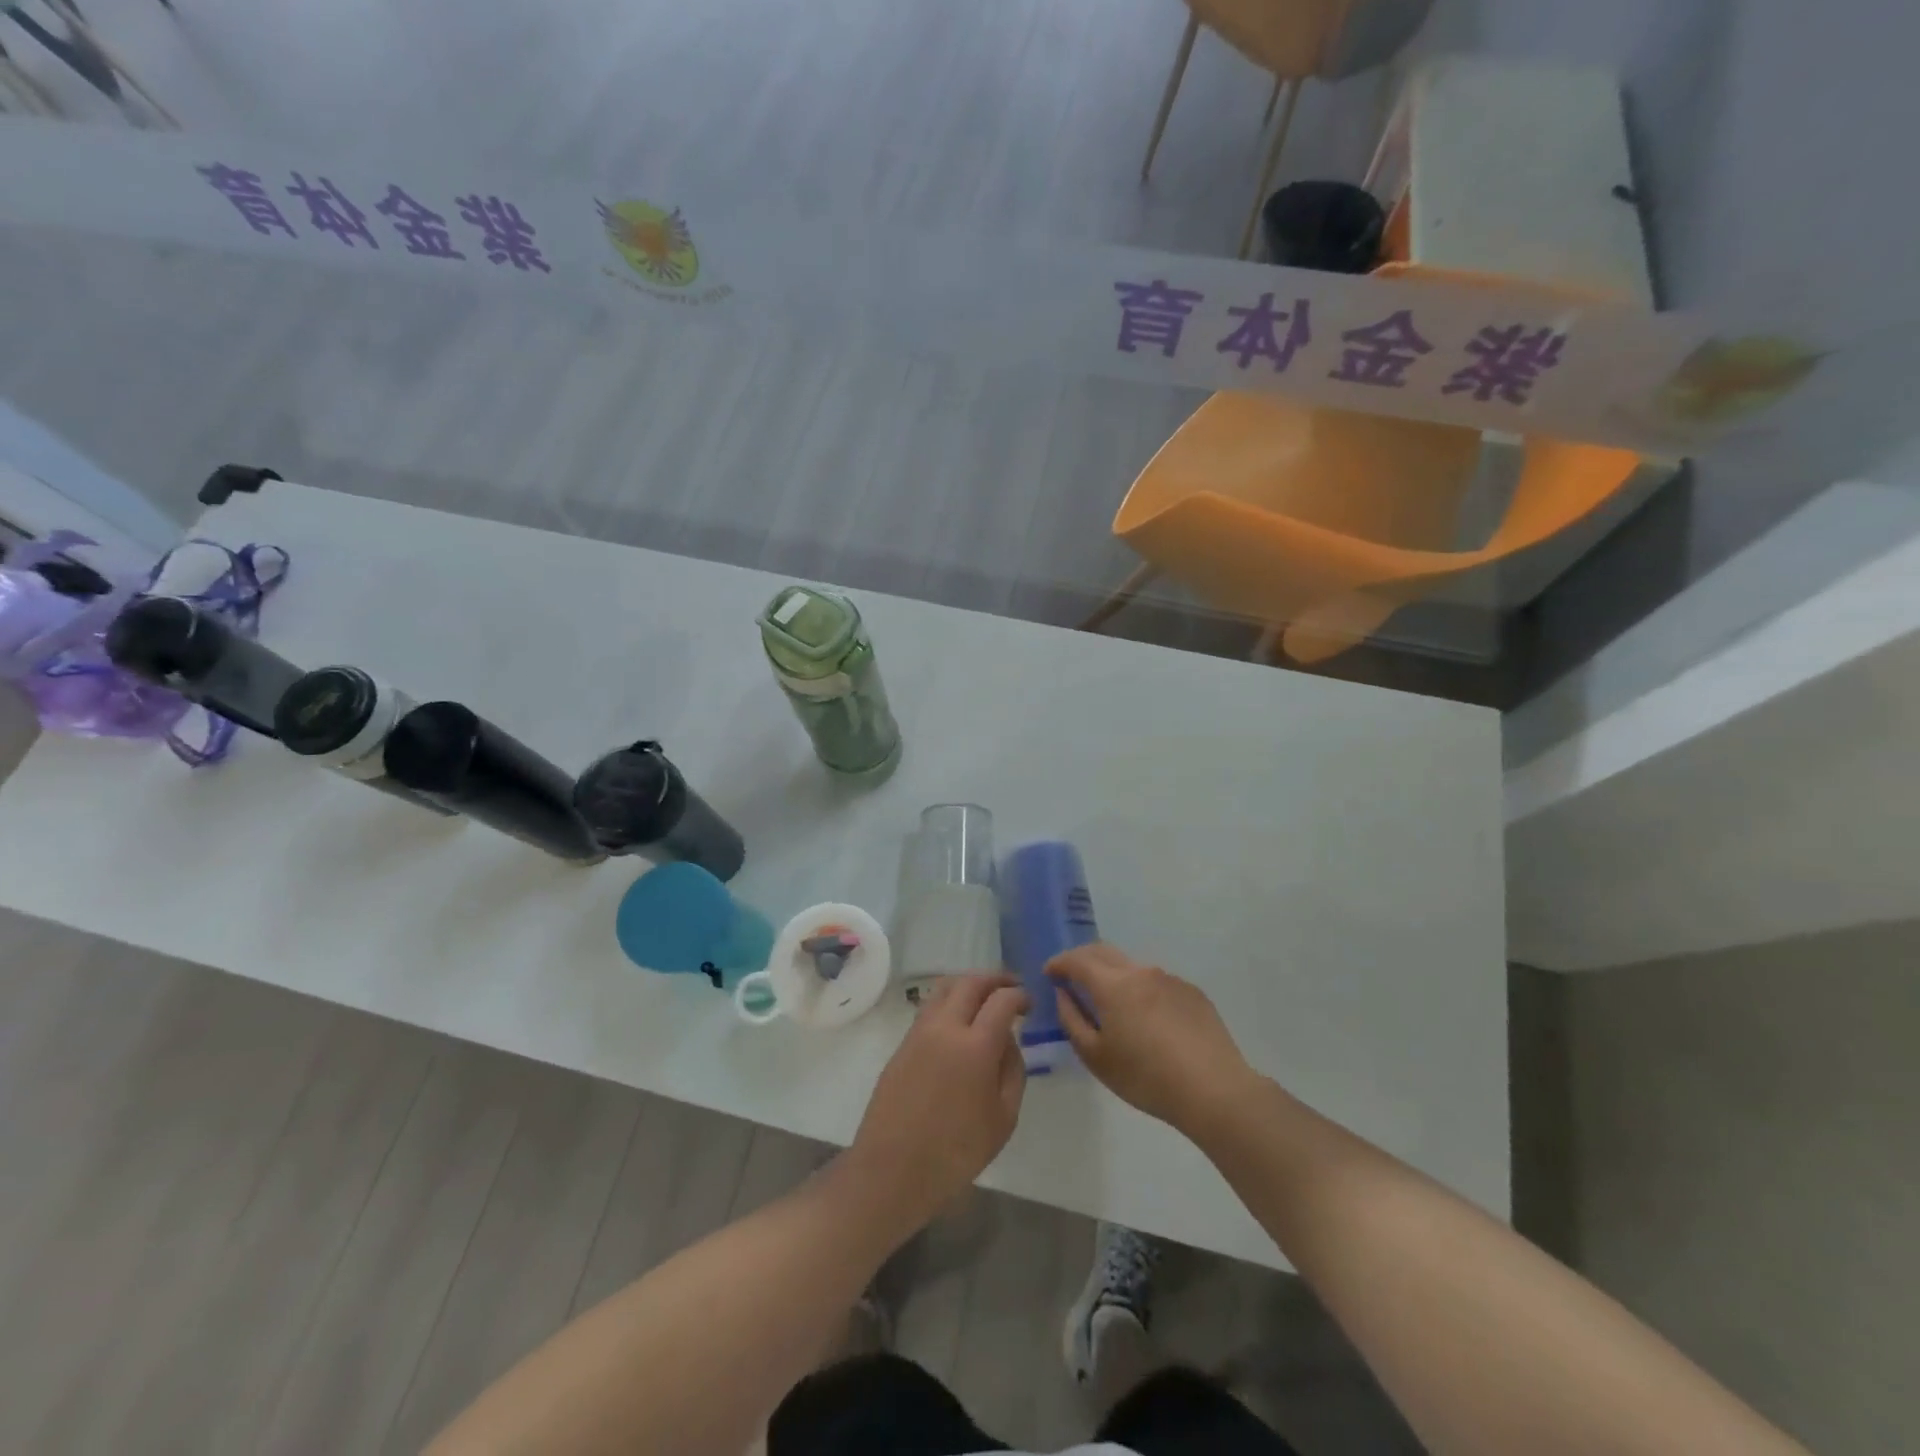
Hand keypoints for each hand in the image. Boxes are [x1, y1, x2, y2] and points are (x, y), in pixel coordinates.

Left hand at [848, 974, 1028, 1228]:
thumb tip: (1008, 1041)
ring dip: (969, 985)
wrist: (893, 1170)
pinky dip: (950, 1001)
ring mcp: (919, 1032)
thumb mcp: (1003, 1119)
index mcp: (975, 1045)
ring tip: (984, 998)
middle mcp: (945, 1027)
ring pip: (945, 988)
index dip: (1020, 995)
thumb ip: (1013, 1071)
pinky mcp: (902, 1043)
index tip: (1029, 1003)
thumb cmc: (956, 1152)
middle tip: (1011, 987)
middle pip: (971, 982)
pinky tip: (960, 1021)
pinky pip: (930, 1007)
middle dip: (995, 979)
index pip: (1002, 999)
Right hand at [1049, 943, 1254, 1133]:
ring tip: (1112, 1004)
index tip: (1049, 974)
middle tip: (1072, 979)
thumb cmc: (1146, 1078)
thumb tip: (1064, 995)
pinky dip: (1142, 991)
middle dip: (1083, 960)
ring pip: (1132, 967)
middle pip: (1104, 952)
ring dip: (1114, 976)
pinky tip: (1149, 1020)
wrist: (1214, 1090)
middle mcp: (1141, 971)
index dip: (1059, 963)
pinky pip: (1157, 983)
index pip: (1077, 960)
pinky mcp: (1192, 993)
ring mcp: (1170, 979)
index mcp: (1113, 984)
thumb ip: (1072, 1020)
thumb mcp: (1096, 1057)